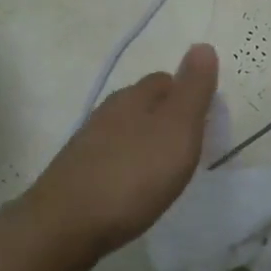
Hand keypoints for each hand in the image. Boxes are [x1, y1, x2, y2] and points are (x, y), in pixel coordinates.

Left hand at [24, 44, 219, 260]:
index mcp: (134, 97)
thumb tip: (203, 45)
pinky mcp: (76, 173)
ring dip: (145, 142)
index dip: (187, 94)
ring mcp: (87, 143)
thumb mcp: (178, 129)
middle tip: (188, 145)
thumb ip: (193, 90)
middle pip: (143, 103)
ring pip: (125, 130)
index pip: (166, 80)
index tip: (205, 120)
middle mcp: (107, 112)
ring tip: (164, 168)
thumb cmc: (133, 175)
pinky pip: (111, 157)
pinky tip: (132, 187)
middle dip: (166, 117)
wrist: (66, 225)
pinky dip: (127, 165)